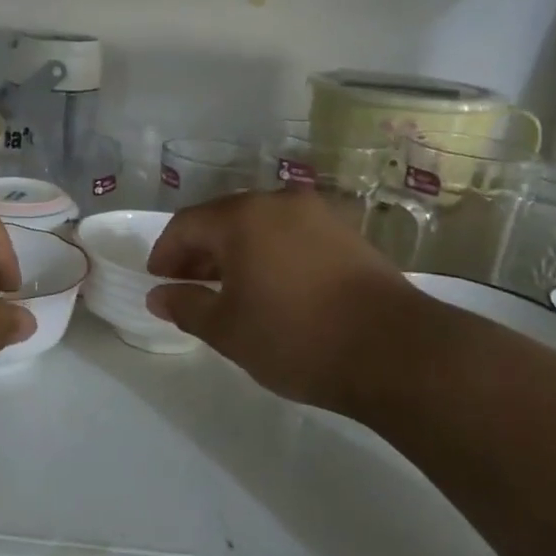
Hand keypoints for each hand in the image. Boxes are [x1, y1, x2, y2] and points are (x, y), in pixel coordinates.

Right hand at [146, 190, 418, 415]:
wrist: (397, 352)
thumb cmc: (296, 337)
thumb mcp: (227, 330)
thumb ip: (186, 306)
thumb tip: (158, 296)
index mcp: (242, 217)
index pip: (186, 224)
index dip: (165, 252)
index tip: (157, 281)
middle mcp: (278, 203)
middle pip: (222, 220)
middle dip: (198, 252)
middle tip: (186, 285)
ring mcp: (318, 216)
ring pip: (258, 227)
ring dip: (234, 253)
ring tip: (227, 290)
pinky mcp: (347, 236)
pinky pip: (290, 236)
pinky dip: (268, 255)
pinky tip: (270, 288)